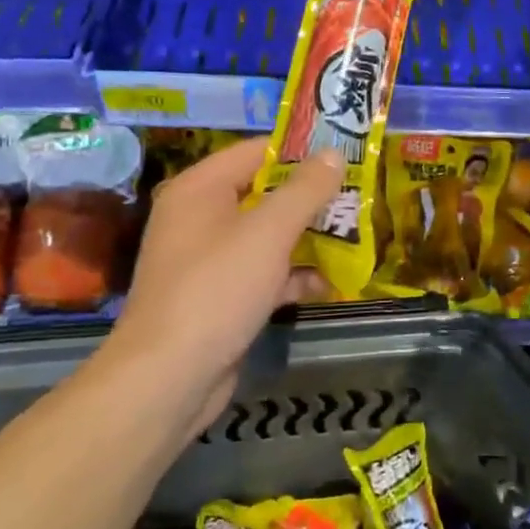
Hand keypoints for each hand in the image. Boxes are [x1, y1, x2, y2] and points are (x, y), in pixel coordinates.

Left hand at [99, 137, 343, 437]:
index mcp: (201, 189)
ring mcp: (210, 259)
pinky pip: (264, 272)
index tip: (346, 155)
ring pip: (269, 235)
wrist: (170, 377)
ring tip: (356, 235)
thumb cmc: (217, 289)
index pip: (257, 151)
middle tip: (358, 197)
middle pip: (265, 194)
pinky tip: (330, 283)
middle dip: (312, 198)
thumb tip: (333, 153)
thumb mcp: (268, 232)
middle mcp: (201, 217)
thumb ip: (304, 190)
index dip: (302, 151)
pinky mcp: (222, 296)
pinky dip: (294, 275)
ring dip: (309, 237)